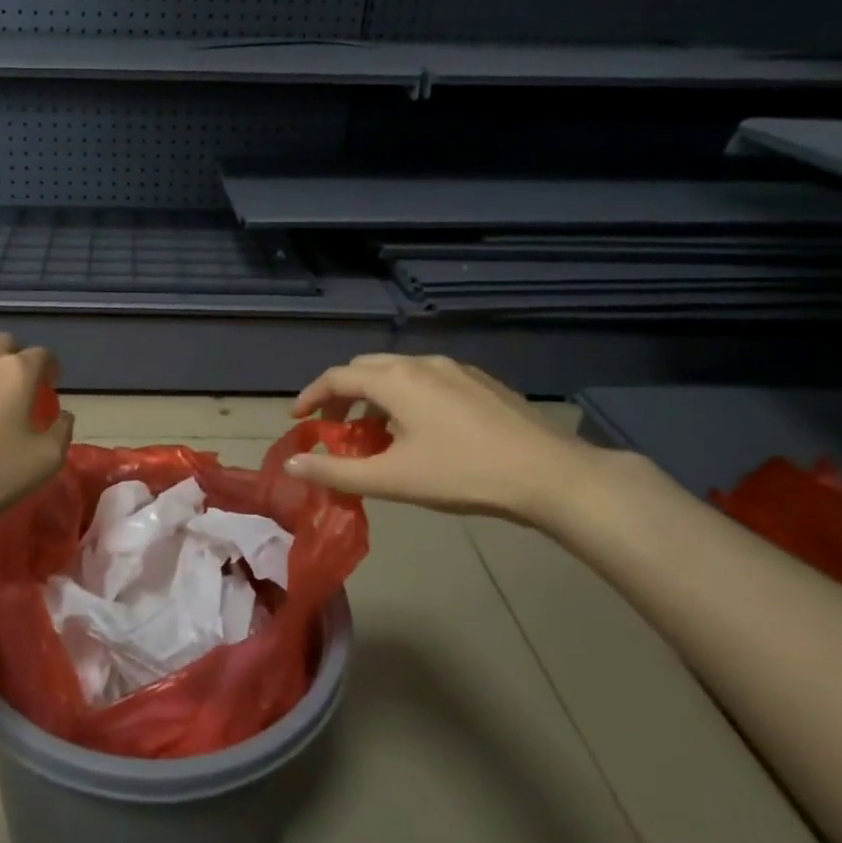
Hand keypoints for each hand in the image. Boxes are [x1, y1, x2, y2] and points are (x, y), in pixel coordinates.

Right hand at [283, 353, 598, 524]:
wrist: (550, 474)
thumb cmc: (462, 475)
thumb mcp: (391, 479)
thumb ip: (335, 471)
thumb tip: (291, 465)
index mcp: (395, 380)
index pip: (336, 377)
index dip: (310, 396)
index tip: (297, 419)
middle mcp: (421, 363)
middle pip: (365, 368)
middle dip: (341, 394)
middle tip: (334, 427)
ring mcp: (455, 369)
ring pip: (399, 372)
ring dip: (375, 396)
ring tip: (375, 433)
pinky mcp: (481, 381)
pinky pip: (427, 379)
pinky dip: (406, 397)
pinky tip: (421, 431)